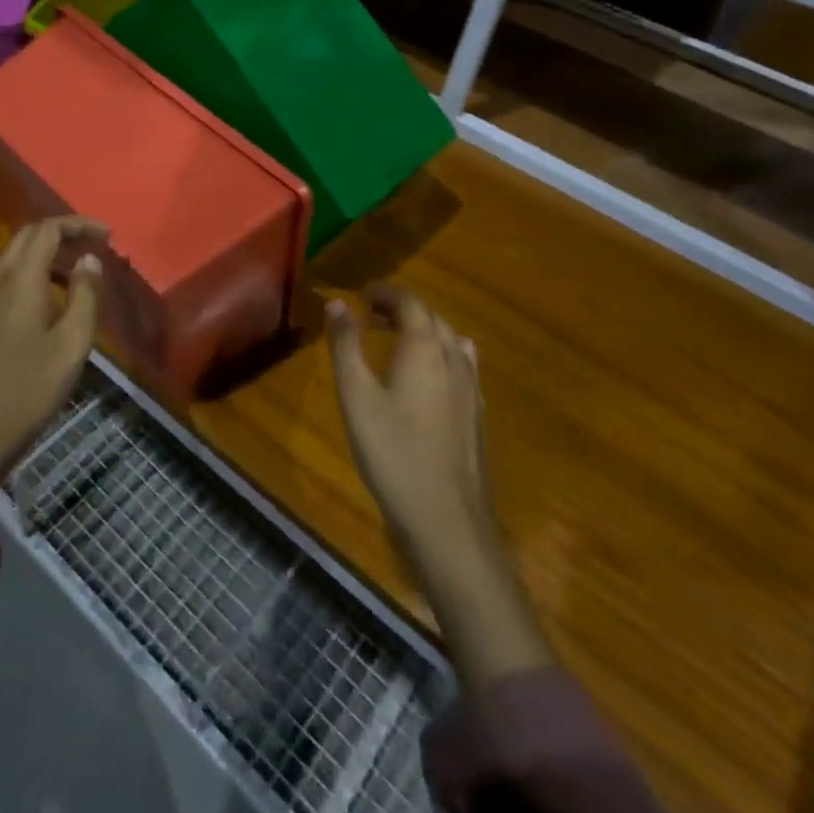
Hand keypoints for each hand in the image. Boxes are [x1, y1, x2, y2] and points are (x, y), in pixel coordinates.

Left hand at [0, 217, 107, 501]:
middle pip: (28, 236)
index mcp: (20, 280)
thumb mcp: (73, 343)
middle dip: (62, 234)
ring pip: (16, 257)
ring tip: (79, 273)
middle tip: (94, 247)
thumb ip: (85, 295)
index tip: (107, 236)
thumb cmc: (32, 387)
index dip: (78, 225)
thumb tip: (89, 260)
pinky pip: (7, 278)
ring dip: (47, 254)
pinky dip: (33, 273)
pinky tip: (52, 300)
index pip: (47, 230)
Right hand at [328, 286, 491, 573]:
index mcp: (425, 349)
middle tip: (371, 314)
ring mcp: (471, 389)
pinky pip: (461, 366)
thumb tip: (337, 303)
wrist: (446, 520)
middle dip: (402, 308)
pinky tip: (426, 378)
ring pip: (451, 341)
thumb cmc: (393, 453)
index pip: (410, 303)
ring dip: (424, 330)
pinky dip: (440, 355)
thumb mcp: (356, 396)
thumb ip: (346, 346)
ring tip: (397, 339)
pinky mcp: (476, 415)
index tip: (362, 293)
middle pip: (433, 318)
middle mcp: (454, 360)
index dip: (386, 292)